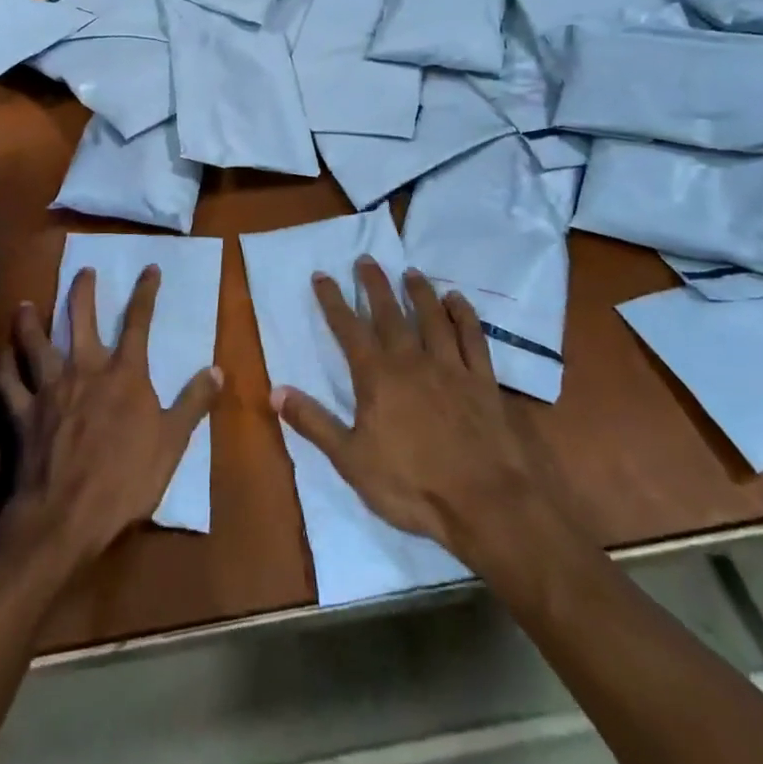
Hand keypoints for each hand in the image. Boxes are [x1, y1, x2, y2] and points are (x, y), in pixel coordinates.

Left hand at [0, 265, 223, 565]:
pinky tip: (1, 355)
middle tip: (83, 270)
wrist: (67, 514)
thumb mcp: (172, 442)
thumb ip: (193, 403)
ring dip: (30, 322)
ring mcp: (49, 389)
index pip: (138, 323)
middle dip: (83, 292)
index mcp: (123, 375)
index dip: (145, 293)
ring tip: (25, 304)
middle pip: (80, 320)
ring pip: (35, 344)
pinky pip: (8, 382)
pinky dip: (3, 366)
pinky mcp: (22, 412)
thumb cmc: (125, 479)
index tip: (149, 268)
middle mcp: (84, 370)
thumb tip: (218, 370)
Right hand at [271, 258, 558, 563]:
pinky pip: (473, 338)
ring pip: (432, 318)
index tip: (322, 276)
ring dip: (419, 292)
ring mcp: (451, 367)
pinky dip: (464, 315)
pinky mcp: (482, 381)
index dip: (333, 301)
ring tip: (411, 271)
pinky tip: (458, 301)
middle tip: (366, 259)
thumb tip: (275, 390)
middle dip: (374, 284)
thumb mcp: (351, 460)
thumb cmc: (412, 486)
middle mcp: (412, 361)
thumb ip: (314, 422)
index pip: (348, 329)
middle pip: (389, 313)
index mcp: (377, 377)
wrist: (487, 504)